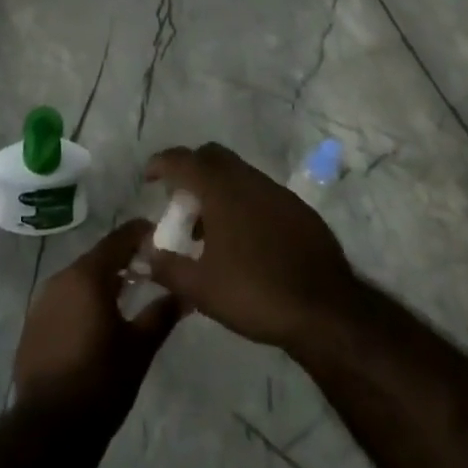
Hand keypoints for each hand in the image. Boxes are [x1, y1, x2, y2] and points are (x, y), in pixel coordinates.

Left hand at [12, 221, 183, 430]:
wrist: (49, 430)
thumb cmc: (101, 383)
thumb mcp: (139, 349)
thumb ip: (162, 315)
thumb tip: (186, 294)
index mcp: (87, 276)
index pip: (118, 239)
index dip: (140, 234)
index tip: (161, 236)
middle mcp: (61, 278)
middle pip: (97, 258)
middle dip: (123, 260)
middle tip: (150, 270)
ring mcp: (42, 301)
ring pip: (79, 280)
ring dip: (102, 283)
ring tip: (127, 298)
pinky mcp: (33, 324)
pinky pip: (64, 300)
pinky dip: (83, 302)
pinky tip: (97, 324)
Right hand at [144, 143, 358, 352]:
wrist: (326, 310)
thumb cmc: (255, 293)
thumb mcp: (201, 288)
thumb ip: (166, 266)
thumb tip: (141, 252)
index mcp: (221, 189)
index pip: (183, 160)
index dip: (161, 163)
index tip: (149, 177)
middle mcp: (248, 179)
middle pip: (212, 156)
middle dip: (191, 171)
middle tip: (180, 202)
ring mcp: (277, 192)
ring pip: (238, 174)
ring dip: (218, 189)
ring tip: (209, 229)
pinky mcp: (299, 209)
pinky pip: (261, 193)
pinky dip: (244, 204)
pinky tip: (245, 240)